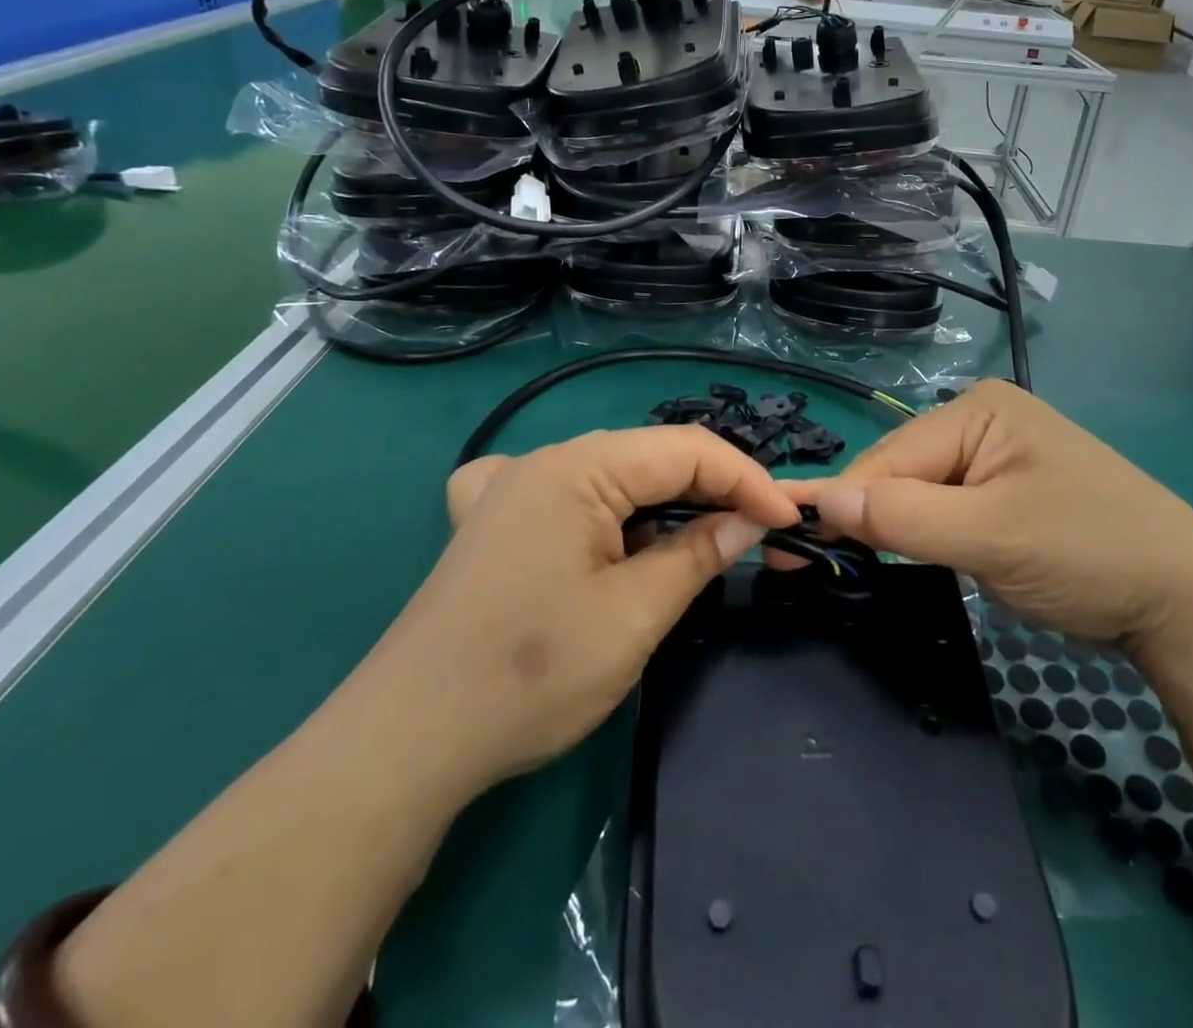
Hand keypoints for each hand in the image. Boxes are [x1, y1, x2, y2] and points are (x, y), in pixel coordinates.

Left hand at [383, 427, 797, 791]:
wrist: (405, 743)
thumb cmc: (530, 676)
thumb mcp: (633, 616)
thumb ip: (698, 554)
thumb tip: (748, 521)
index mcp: (576, 466)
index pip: (685, 449)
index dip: (746, 480)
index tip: (787, 522)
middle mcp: (542, 460)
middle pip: (649, 457)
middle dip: (709, 490)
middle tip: (754, 533)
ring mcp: (511, 489)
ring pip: (613, 477)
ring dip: (662, 505)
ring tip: (698, 543)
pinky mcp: (493, 522)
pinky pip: (565, 493)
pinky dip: (606, 509)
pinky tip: (603, 533)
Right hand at [798, 381, 1192, 648]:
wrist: (1184, 602)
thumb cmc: (1091, 553)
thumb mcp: (994, 536)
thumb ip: (907, 517)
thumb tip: (822, 499)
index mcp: (979, 410)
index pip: (891, 457)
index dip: (842, 501)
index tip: (789, 540)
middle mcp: (980, 421)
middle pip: (899, 471)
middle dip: (863, 516)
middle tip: (811, 562)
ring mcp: (993, 458)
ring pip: (916, 492)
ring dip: (887, 527)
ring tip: (841, 559)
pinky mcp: (1001, 493)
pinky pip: (940, 508)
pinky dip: (915, 533)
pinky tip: (892, 551)